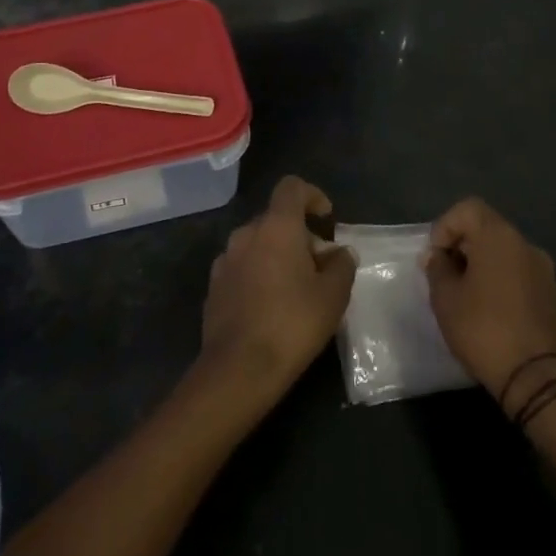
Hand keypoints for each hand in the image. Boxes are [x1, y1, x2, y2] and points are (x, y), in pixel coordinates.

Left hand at [200, 176, 355, 400]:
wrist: (239, 368)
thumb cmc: (293, 323)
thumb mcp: (334, 295)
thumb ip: (342, 265)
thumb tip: (340, 253)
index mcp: (276, 227)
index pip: (291, 187)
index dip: (312, 195)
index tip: (326, 218)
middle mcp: (245, 234)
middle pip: (275, 219)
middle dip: (299, 234)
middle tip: (320, 266)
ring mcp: (225, 260)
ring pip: (257, 244)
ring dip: (277, 255)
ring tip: (296, 288)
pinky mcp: (214, 286)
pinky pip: (242, 267)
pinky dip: (259, 274)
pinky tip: (270, 306)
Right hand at [425, 197, 555, 411]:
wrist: (541, 379)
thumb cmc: (485, 330)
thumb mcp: (446, 299)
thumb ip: (437, 269)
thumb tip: (437, 256)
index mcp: (499, 237)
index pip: (467, 209)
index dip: (444, 227)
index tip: (435, 257)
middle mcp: (526, 245)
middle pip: (487, 229)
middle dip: (461, 247)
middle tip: (444, 278)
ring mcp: (544, 271)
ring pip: (504, 254)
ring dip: (482, 266)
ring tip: (465, 297)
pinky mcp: (553, 296)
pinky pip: (519, 275)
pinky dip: (501, 282)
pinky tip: (489, 312)